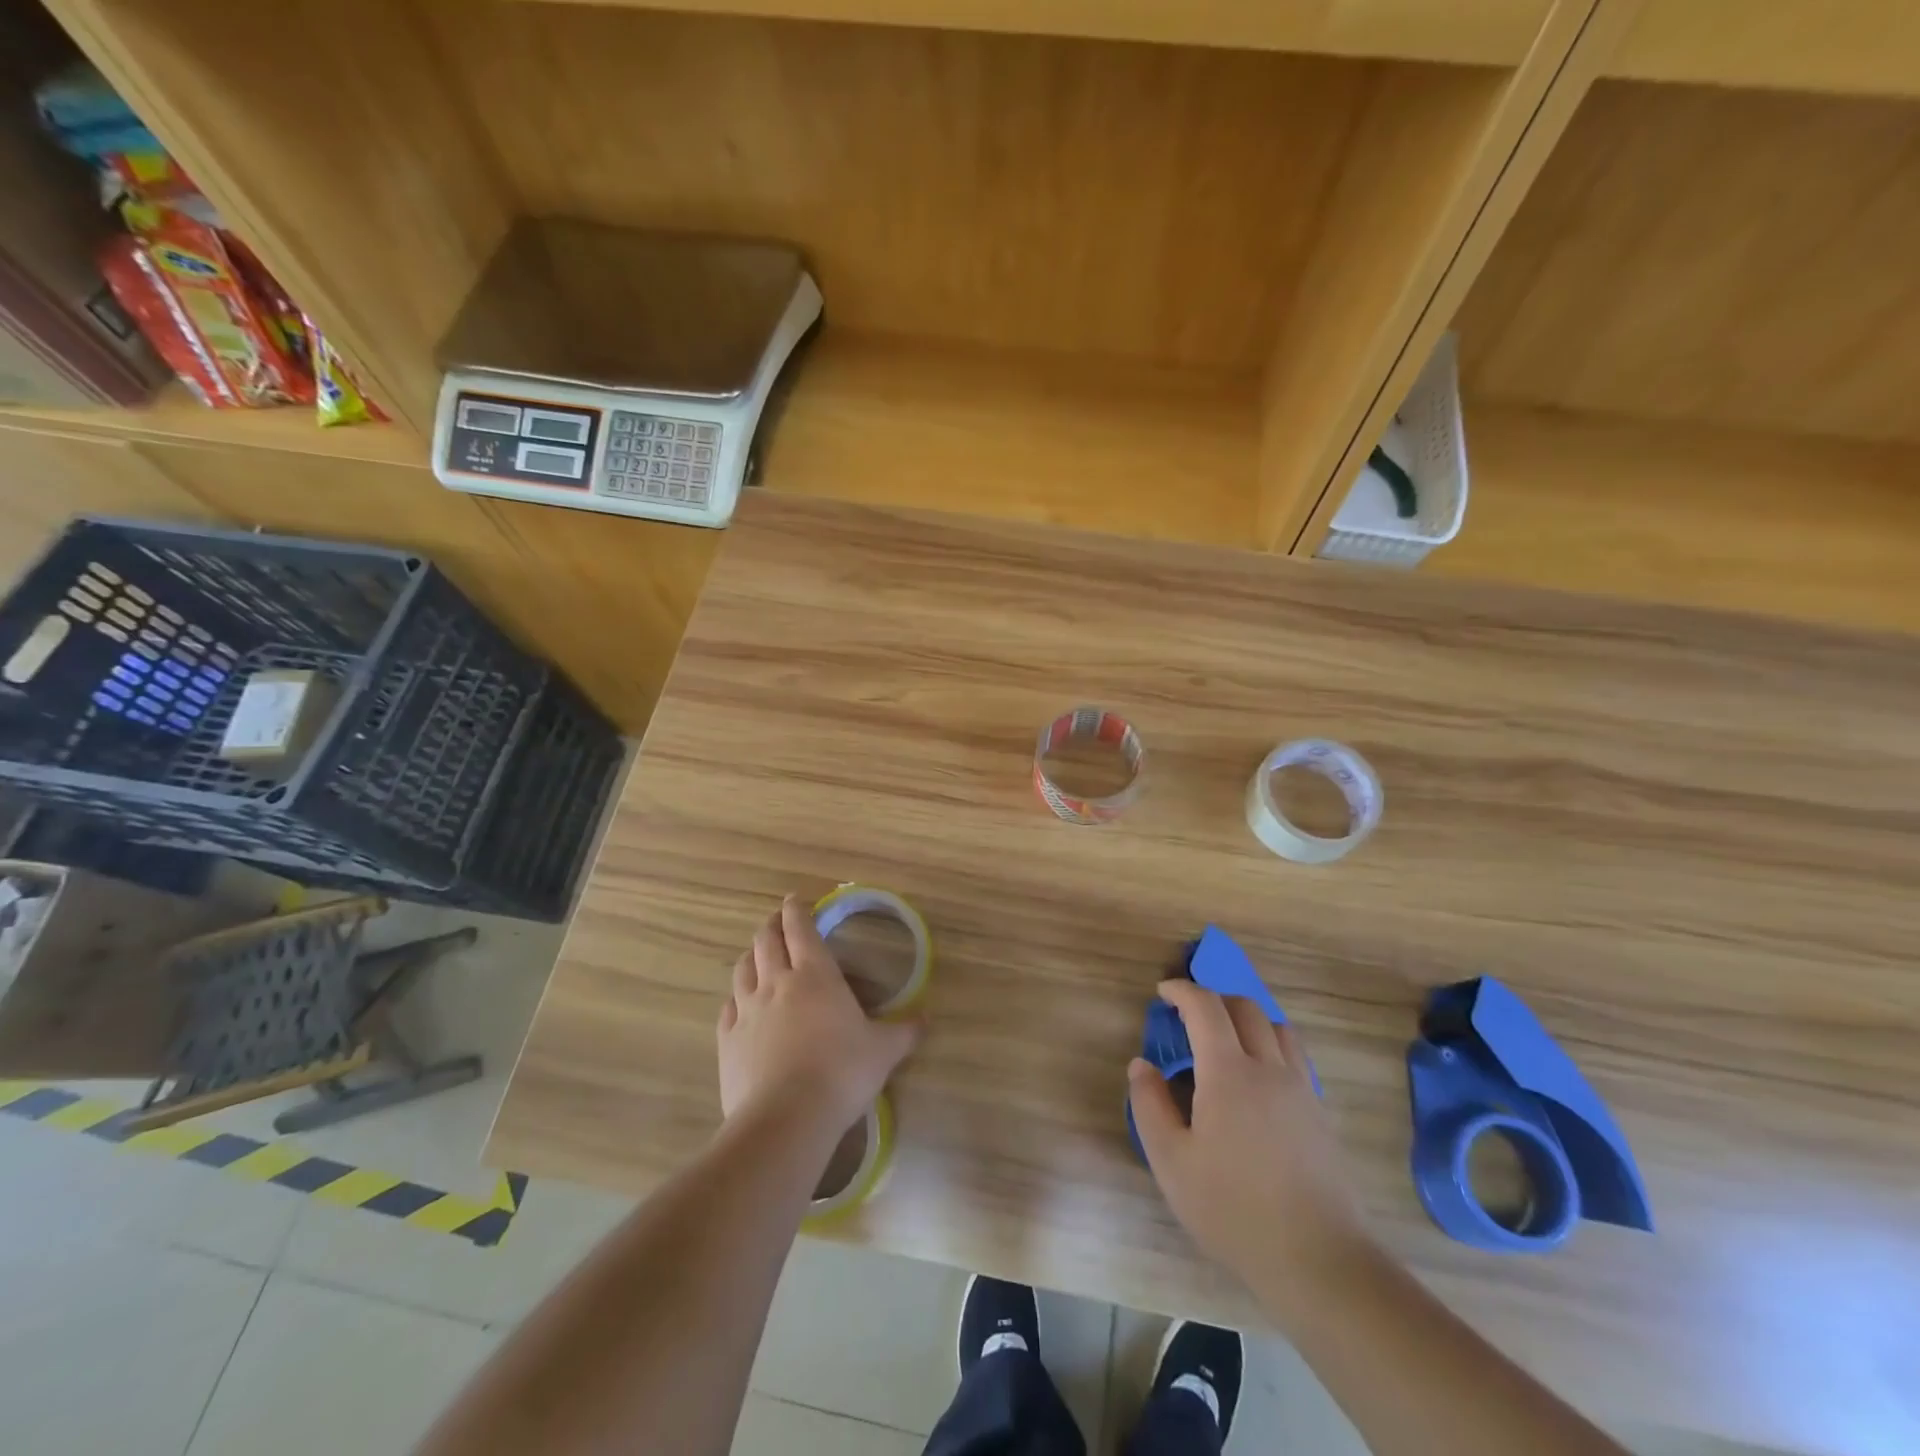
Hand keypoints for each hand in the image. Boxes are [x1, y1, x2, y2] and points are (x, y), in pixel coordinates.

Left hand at [717, 895, 921, 1143]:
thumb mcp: (883, 1051)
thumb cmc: (842, 1073)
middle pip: (766, 941)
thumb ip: (904, 1032)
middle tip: (779, 922)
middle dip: (772, 926)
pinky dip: (735, 997)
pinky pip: (728, 1008)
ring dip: (751, 956)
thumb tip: (927, 1019)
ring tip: (758, 955)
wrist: (786, 1119)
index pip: (800, 928)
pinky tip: (738, 1004)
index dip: (796, 909)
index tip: (794, 899)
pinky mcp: (727, 1040)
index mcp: (815, 975)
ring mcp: (747, 1010)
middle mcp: (777, 983)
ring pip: (742, 969)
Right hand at [1128, 980, 1373, 1313]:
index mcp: (1228, 1072)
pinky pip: (1295, 1057)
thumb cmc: (1233, 1210)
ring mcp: (1301, 1089)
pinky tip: (1257, 1080)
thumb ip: (1150, 1105)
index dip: (1182, 990)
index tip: (1163, 992)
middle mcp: (1268, 1067)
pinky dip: (1271, 1046)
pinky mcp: (1320, 1113)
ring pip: (1277, 1027)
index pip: (1205, 1007)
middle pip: (1245, 1007)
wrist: (1318, 1259)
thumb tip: (1142, 1065)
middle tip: (1189, 1017)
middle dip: (1213, 1000)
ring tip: (1226, 1042)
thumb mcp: (1172, 1162)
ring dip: (1247, 1019)